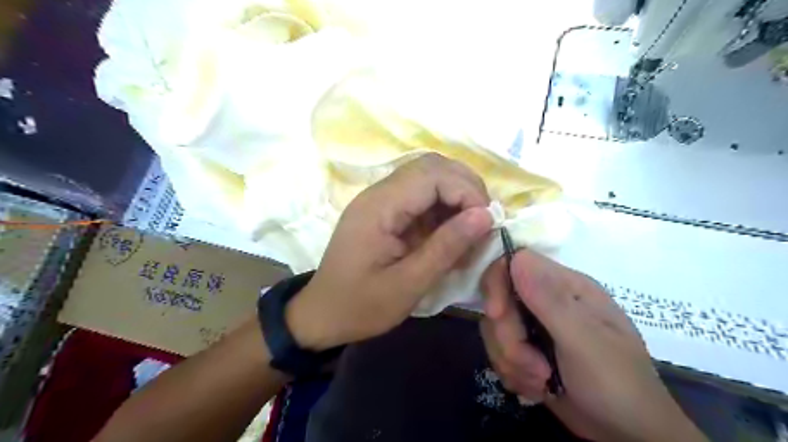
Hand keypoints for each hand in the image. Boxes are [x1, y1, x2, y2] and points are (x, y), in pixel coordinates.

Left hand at [283, 155, 490, 352]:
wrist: (322, 314)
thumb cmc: (360, 306)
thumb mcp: (407, 285)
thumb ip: (446, 247)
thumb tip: (485, 215)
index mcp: (379, 207)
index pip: (432, 175)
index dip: (467, 191)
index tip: (487, 223)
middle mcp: (379, 193)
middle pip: (432, 167)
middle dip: (466, 188)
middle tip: (484, 222)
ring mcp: (381, 200)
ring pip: (429, 177)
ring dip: (456, 197)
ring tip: (471, 229)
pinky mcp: (386, 212)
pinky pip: (421, 197)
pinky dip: (444, 209)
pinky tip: (452, 234)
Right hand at [480, 249, 708, 441]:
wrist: (627, 434)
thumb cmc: (617, 383)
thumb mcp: (585, 341)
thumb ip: (550, 299)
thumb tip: (517, 257)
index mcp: (565, 285)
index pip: (514, 263)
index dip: (497, 285)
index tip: (497, 316)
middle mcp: (546, 299)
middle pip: (499, 300)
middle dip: (508, 338)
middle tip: (535, 367)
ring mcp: (535, 325)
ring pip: (495, 329)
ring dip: (511, 361)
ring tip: (541, 381)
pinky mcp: (526, 348)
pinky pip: (498, 351)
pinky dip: (512, 373)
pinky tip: (537, 387)